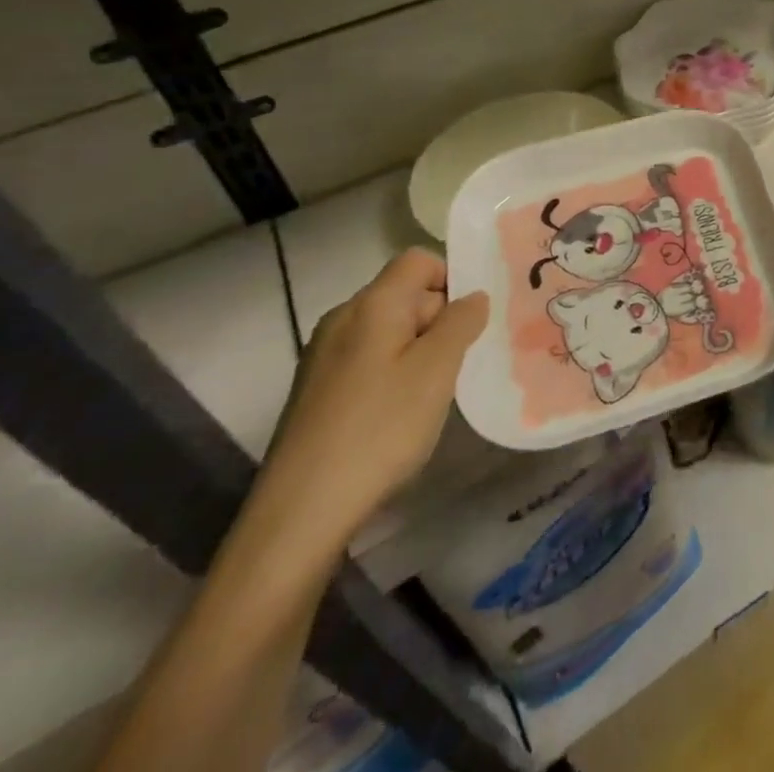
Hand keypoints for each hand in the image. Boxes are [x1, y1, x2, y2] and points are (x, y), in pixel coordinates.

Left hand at [254, 249, 486, 551]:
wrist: (300, 512)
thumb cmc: (379, 429)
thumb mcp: (437, 370)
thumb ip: (461, 322)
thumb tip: (473, 296)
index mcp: (372, 304)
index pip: (419, 260)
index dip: (452, 277)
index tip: (473, 319)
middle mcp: (343, 319)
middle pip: (405, 294)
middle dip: (440, 318)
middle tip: (464, 360)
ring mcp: (324, 356)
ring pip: (389, 331)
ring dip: (421, 349)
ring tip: (438, 390)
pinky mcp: (317, 391)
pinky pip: (369, 360)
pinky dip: (395, 372)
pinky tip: (403, 413)